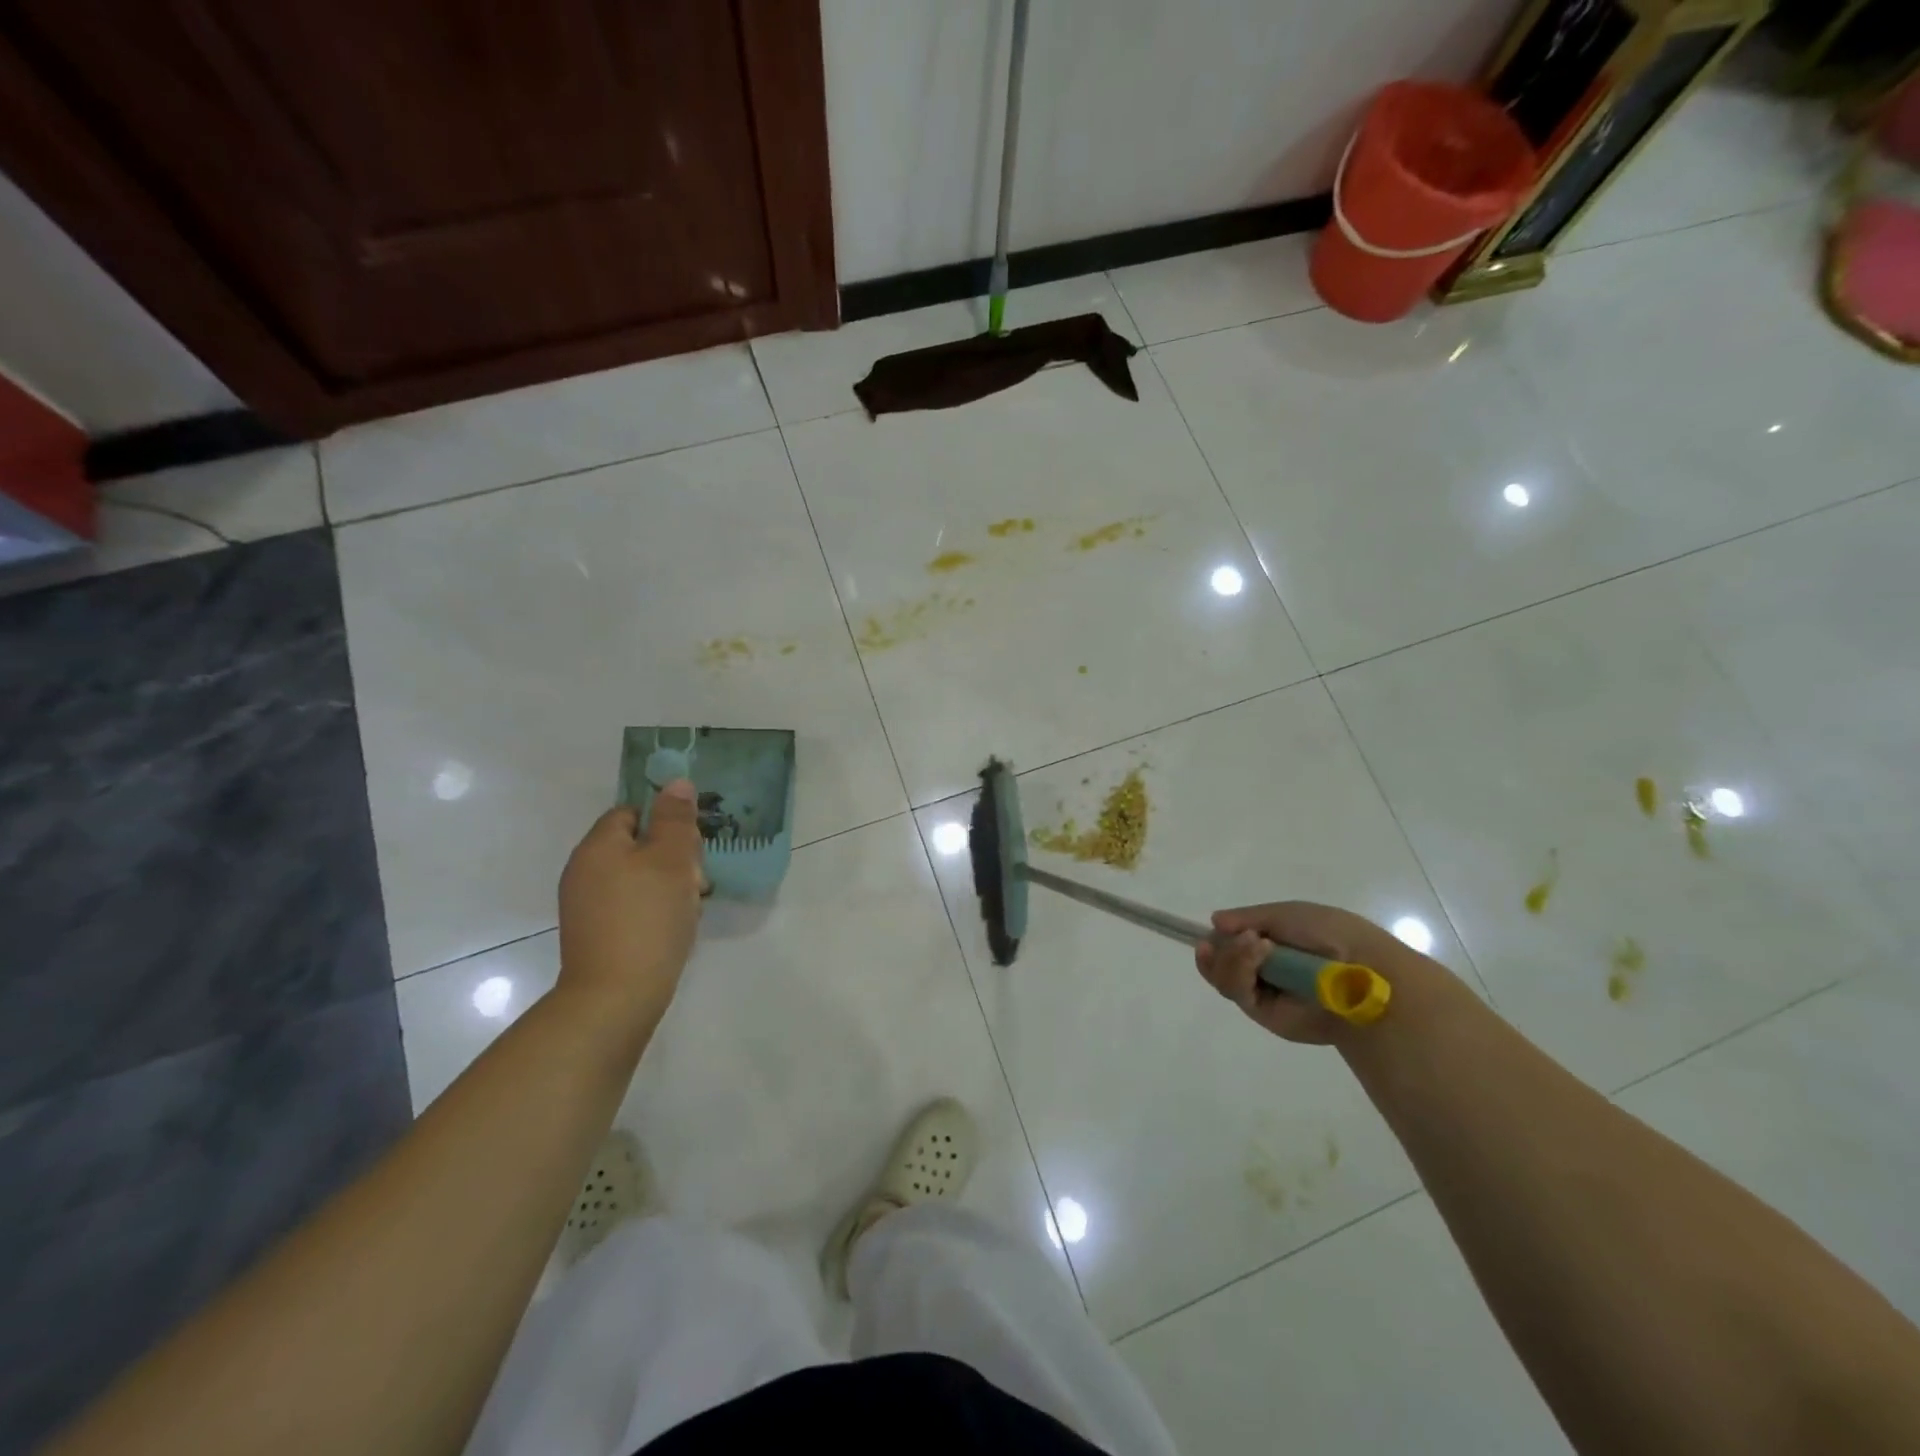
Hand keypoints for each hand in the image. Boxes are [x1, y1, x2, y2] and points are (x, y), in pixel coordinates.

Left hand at [557, 780, 704, 1018]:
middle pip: (636, 846)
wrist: (616, 996)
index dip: (666, 823)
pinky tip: (673, 929)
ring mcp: (586, 906)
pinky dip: (654, 911)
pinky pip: (630, 907)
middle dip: (672, 858)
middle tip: (697, 881)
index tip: (691, 847)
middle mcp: (584, 871)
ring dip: (668, 886)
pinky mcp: (595, 934)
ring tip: (690, 908)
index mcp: (597, 846)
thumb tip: (677, 783)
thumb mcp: (672, 860)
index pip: (632, 812)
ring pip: (637, 878)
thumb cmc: (648, 918)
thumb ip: (676, 819)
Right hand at [1194, 901, 1447, 1044]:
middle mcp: (1265, 970)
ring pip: (1222, 977)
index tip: (1214, 930)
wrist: (1362, 971)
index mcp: (1273, 944)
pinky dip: (1239, 969)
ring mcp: (1264, 993)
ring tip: (1254, 943)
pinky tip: (1258, 953)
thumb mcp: (1287, 913)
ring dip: (1231, 956)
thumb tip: (1215, 922)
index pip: (1231, 943)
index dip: (1218, 939)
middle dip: (1220, 948)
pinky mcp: (1265, 1014)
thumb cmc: (1331, 934)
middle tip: (1235, 937)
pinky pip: (1236, 992)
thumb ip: (1249, 917)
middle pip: (1219, 962)